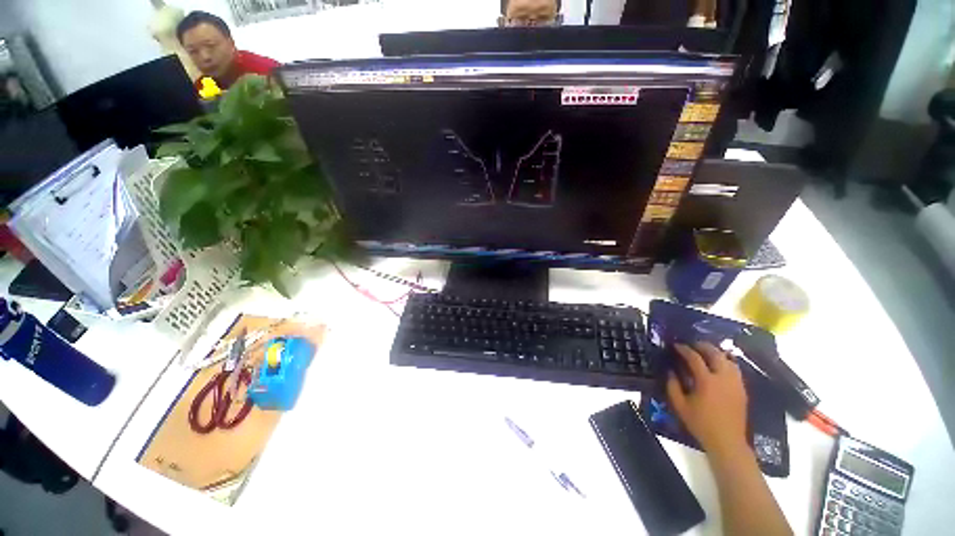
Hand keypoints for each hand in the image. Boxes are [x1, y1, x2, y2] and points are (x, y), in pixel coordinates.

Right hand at [666, 342, 748, 456]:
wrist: (727, 441)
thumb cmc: (700, 423)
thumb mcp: (679, 405)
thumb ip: (672, 385)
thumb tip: (670, 370)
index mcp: (706, 381)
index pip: (695, 358)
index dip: (684, 349)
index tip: (676, 345)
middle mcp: (723, 378)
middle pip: (715, 354)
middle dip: (703, 346)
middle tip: (692, 345)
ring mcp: (735, 383)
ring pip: (728, 359)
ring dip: (716, 353)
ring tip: (705, 353)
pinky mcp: (742, 389)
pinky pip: (734, 369)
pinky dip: (725, 362)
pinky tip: (718, 366)